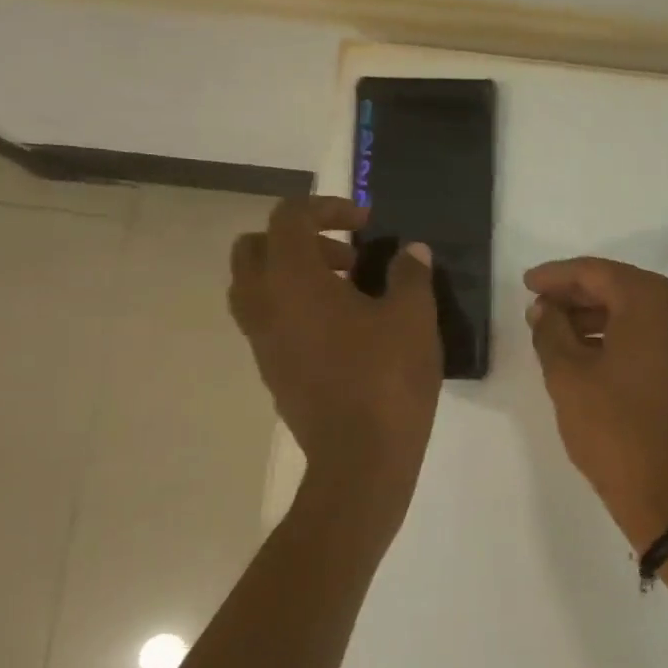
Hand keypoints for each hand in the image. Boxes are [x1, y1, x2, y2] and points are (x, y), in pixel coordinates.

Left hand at [229, 197, 442, 487]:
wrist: (361, 460)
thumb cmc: (387, 379)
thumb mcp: (414, 318)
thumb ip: (411, 275)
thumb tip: (412, 252)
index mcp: (293, 281)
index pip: (288, 218)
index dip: (327, 208)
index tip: (366, 224)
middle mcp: (264, 306)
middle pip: (253, 249)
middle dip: (299, 240)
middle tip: (347, 258)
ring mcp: (262, 344)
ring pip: (254, 289)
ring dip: (293, 276)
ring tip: (347, 293)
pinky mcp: (272, 373)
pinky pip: (269, 323)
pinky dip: (295, 310)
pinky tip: (345, 332)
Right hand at [524, 257, 667, 550]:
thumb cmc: (615, 430)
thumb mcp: (568, 376)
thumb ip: (550, 331)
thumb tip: (544, 308)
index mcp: (653, 301)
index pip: (597, 272)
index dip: (557, 276)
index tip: (526, 283)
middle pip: (620, 287)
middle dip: (576, 295)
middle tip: (538, 306)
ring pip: (637, 311)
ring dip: (596, 316)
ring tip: (555, 330)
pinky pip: (653, 333)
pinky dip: (620, 334)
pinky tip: (588, 349)